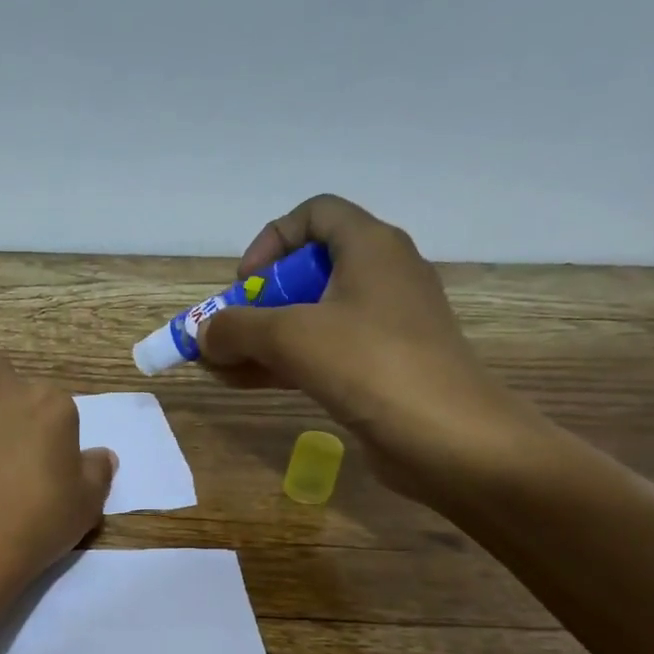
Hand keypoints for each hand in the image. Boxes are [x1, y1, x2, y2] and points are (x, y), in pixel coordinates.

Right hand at [197, 194, 532, 504]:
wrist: (449, 438)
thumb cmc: (370, 365)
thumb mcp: (290, 337)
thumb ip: (236, 328)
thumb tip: (204, 335)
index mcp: (371, 247)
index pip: (315, 215)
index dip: (271, 241)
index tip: (244, 284)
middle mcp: (381, 276)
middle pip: (307, 270)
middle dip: (257, 302)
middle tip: (228, 334)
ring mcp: (384, 325)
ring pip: (311, 317)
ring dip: (263, 338)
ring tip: (222, 366)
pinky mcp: (381, 367)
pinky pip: (323, 352)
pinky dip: (285, 362)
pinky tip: (247, 383)